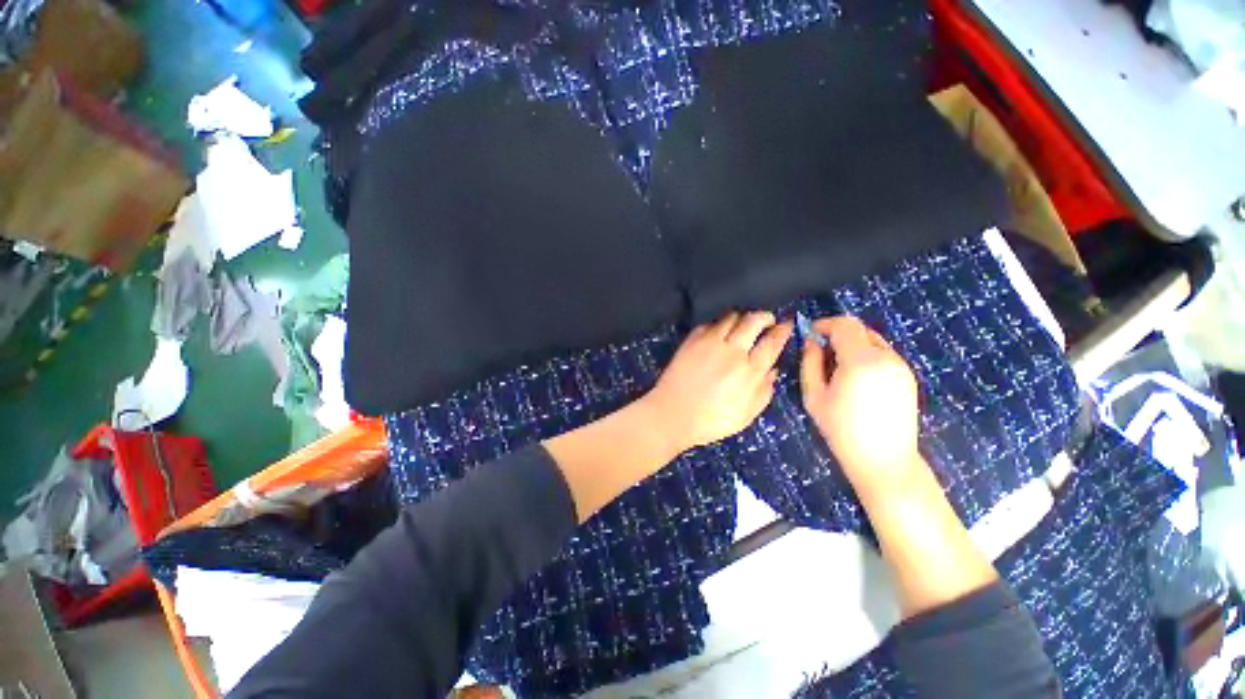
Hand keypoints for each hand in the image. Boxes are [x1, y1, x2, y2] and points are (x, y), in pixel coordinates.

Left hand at [643, 311, 791, 453]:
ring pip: (731, 317)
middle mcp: (732, 350)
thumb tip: (773, 370)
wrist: (672, 414)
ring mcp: (709, 342)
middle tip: (767, 320)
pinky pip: (709, 323)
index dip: (783, 330)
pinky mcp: (691, 340)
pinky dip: (718, 325)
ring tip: (742, 326)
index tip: (787, 324)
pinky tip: (718, 333)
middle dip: (765, 316)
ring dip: (741, 318)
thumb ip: (764, 391)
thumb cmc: (711, 420)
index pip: (772, 342)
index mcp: (749, 370)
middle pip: (754, 320)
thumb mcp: (746, 415)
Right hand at [799, 316, 921, 492]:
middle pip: (860, 329)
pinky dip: (866, 355)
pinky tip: (856, 380)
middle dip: (837, 334)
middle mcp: (886, 358)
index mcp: (861, 361)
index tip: (809, 334)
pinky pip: (883, 354)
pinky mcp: (908, 377)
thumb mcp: (814, 396)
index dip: (824, 324)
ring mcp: (901, 367)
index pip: (845, 325)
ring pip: (873, 341)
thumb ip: (810, 362)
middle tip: (820, 352)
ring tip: (837, 368)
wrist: (884, 460)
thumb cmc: (841, 430)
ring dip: (852, 344)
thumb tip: (810, 341)